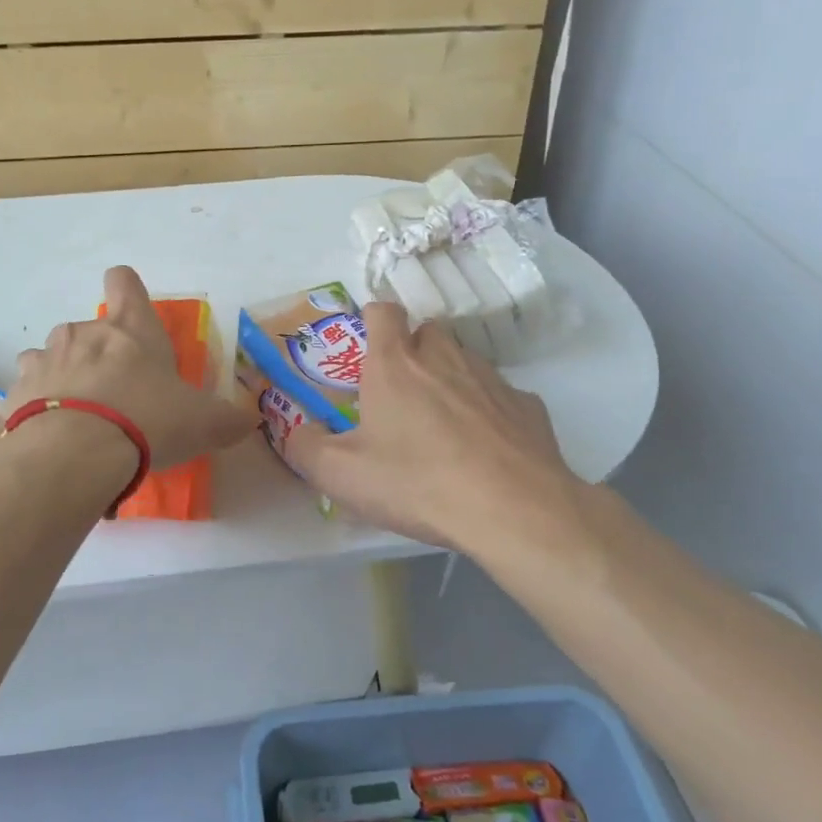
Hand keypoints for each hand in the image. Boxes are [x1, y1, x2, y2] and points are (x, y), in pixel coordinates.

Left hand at [9, 266, 255, 470]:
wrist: (75, 454)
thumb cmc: (147, 421)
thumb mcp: (203, 423)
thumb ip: (228, 419)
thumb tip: (248, 420)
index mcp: (131, 328)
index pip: (124, 281)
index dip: (128, 291)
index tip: (133, 314)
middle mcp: (84, 332)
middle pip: (90, 328)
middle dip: (101, 355)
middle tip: (118, 395)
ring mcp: (45, 358)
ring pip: (54, 356)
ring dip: (66, 377)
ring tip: (81, 416)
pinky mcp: (17, 391)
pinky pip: (29, 390)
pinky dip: (40, 405)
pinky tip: (53, 434)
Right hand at [282, 302, 584, 550]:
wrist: (512, 509)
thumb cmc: (417, 482)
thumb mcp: (341, 475)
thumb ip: (305, 448)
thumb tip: (293, 431)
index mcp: (395, 365)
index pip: (383, 312)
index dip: (372, 318)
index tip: (366, 343)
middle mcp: (444, 358)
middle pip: (428, 332)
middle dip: (413, 351)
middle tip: (400, 394)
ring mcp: (492, 379)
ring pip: (465, 362)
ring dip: (450, 380)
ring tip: (442, 427)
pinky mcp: (528, 407)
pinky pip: (500, 398)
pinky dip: (488, 412)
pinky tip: (484, 450)